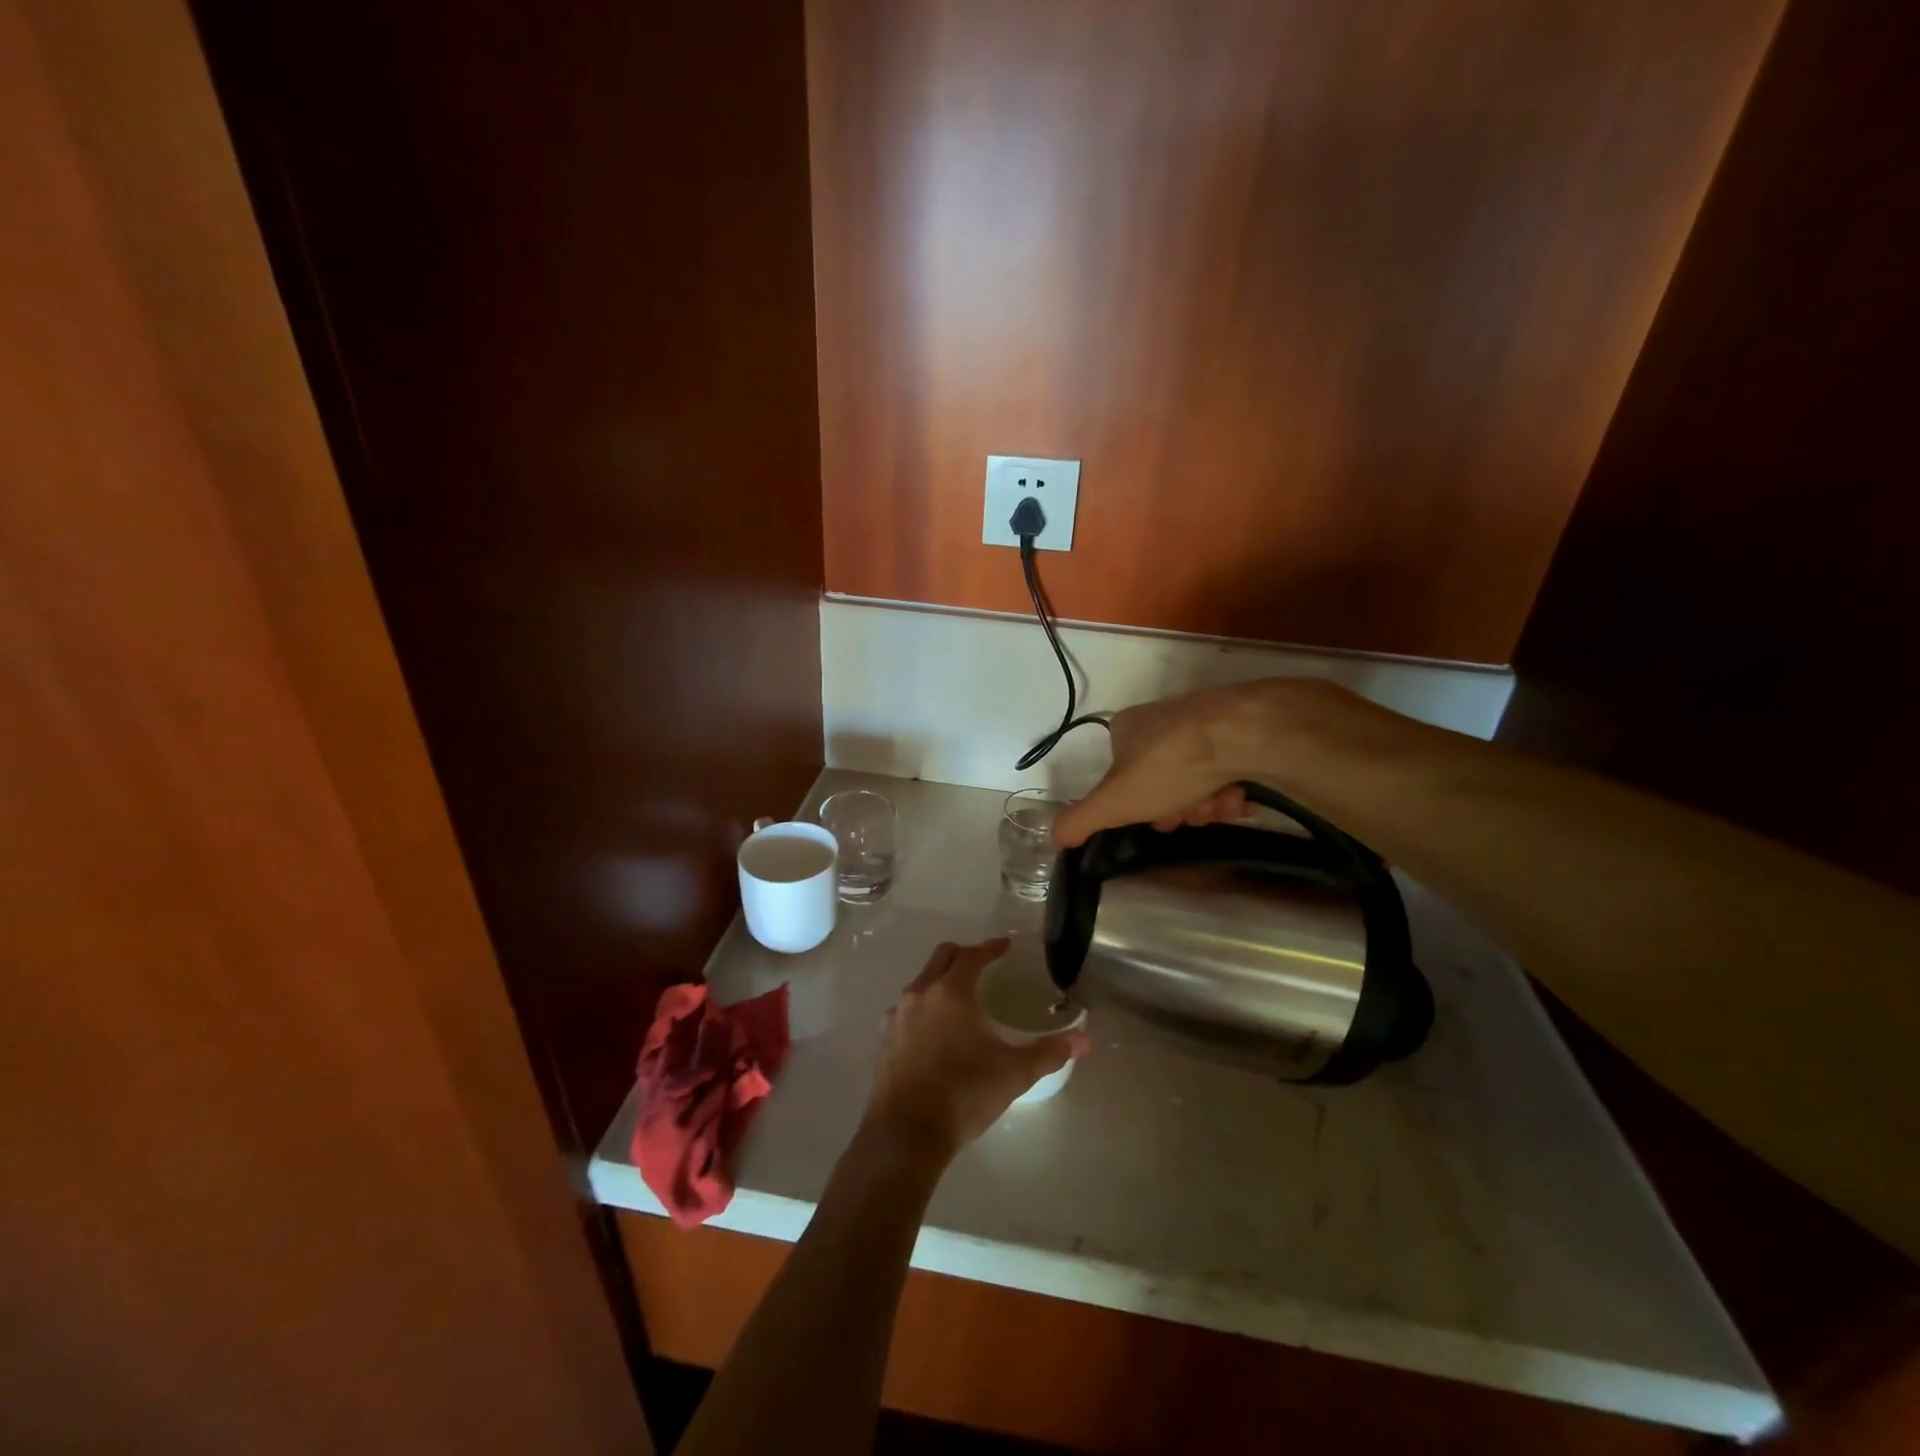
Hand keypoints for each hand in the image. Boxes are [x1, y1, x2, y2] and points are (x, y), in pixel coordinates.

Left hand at [863, 938, 1089, 1162]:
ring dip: (941, 979)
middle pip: (942, 958)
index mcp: (951, 992)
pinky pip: (907, 1008)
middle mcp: (920, 993)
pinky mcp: (885, 1039)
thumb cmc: (963, 1094)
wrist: (905, 1135)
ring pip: (921, 981)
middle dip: (964, 955)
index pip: (973, 956)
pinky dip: (925, 1006)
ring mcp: (897, 1016)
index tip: (1005, 945)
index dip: (991, 948)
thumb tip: (1084, 1040)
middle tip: (984, 964)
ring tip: (962, 998)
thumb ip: (1048, 1052)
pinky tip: (936, 1030)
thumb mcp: (1013, 1074)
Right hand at [1052, 678, 1395, 848]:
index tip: (1153, 818)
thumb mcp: (1114, 801)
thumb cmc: (1169, 765)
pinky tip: (1239, 795)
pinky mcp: (1240, 731)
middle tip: (1188, 813)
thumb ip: (1080, 821)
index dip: (1136, 804)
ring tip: (1218, 802)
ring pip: (1198, 781)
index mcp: (1127, 729)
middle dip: (1178, 807)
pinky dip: (1232, 790)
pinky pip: (1230, 771)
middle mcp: (1163, 721)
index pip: (1122, 775)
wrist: (1243, 734)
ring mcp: (1204, 724)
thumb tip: (1054, 838)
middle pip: (1163, 783)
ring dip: (1206, 804)